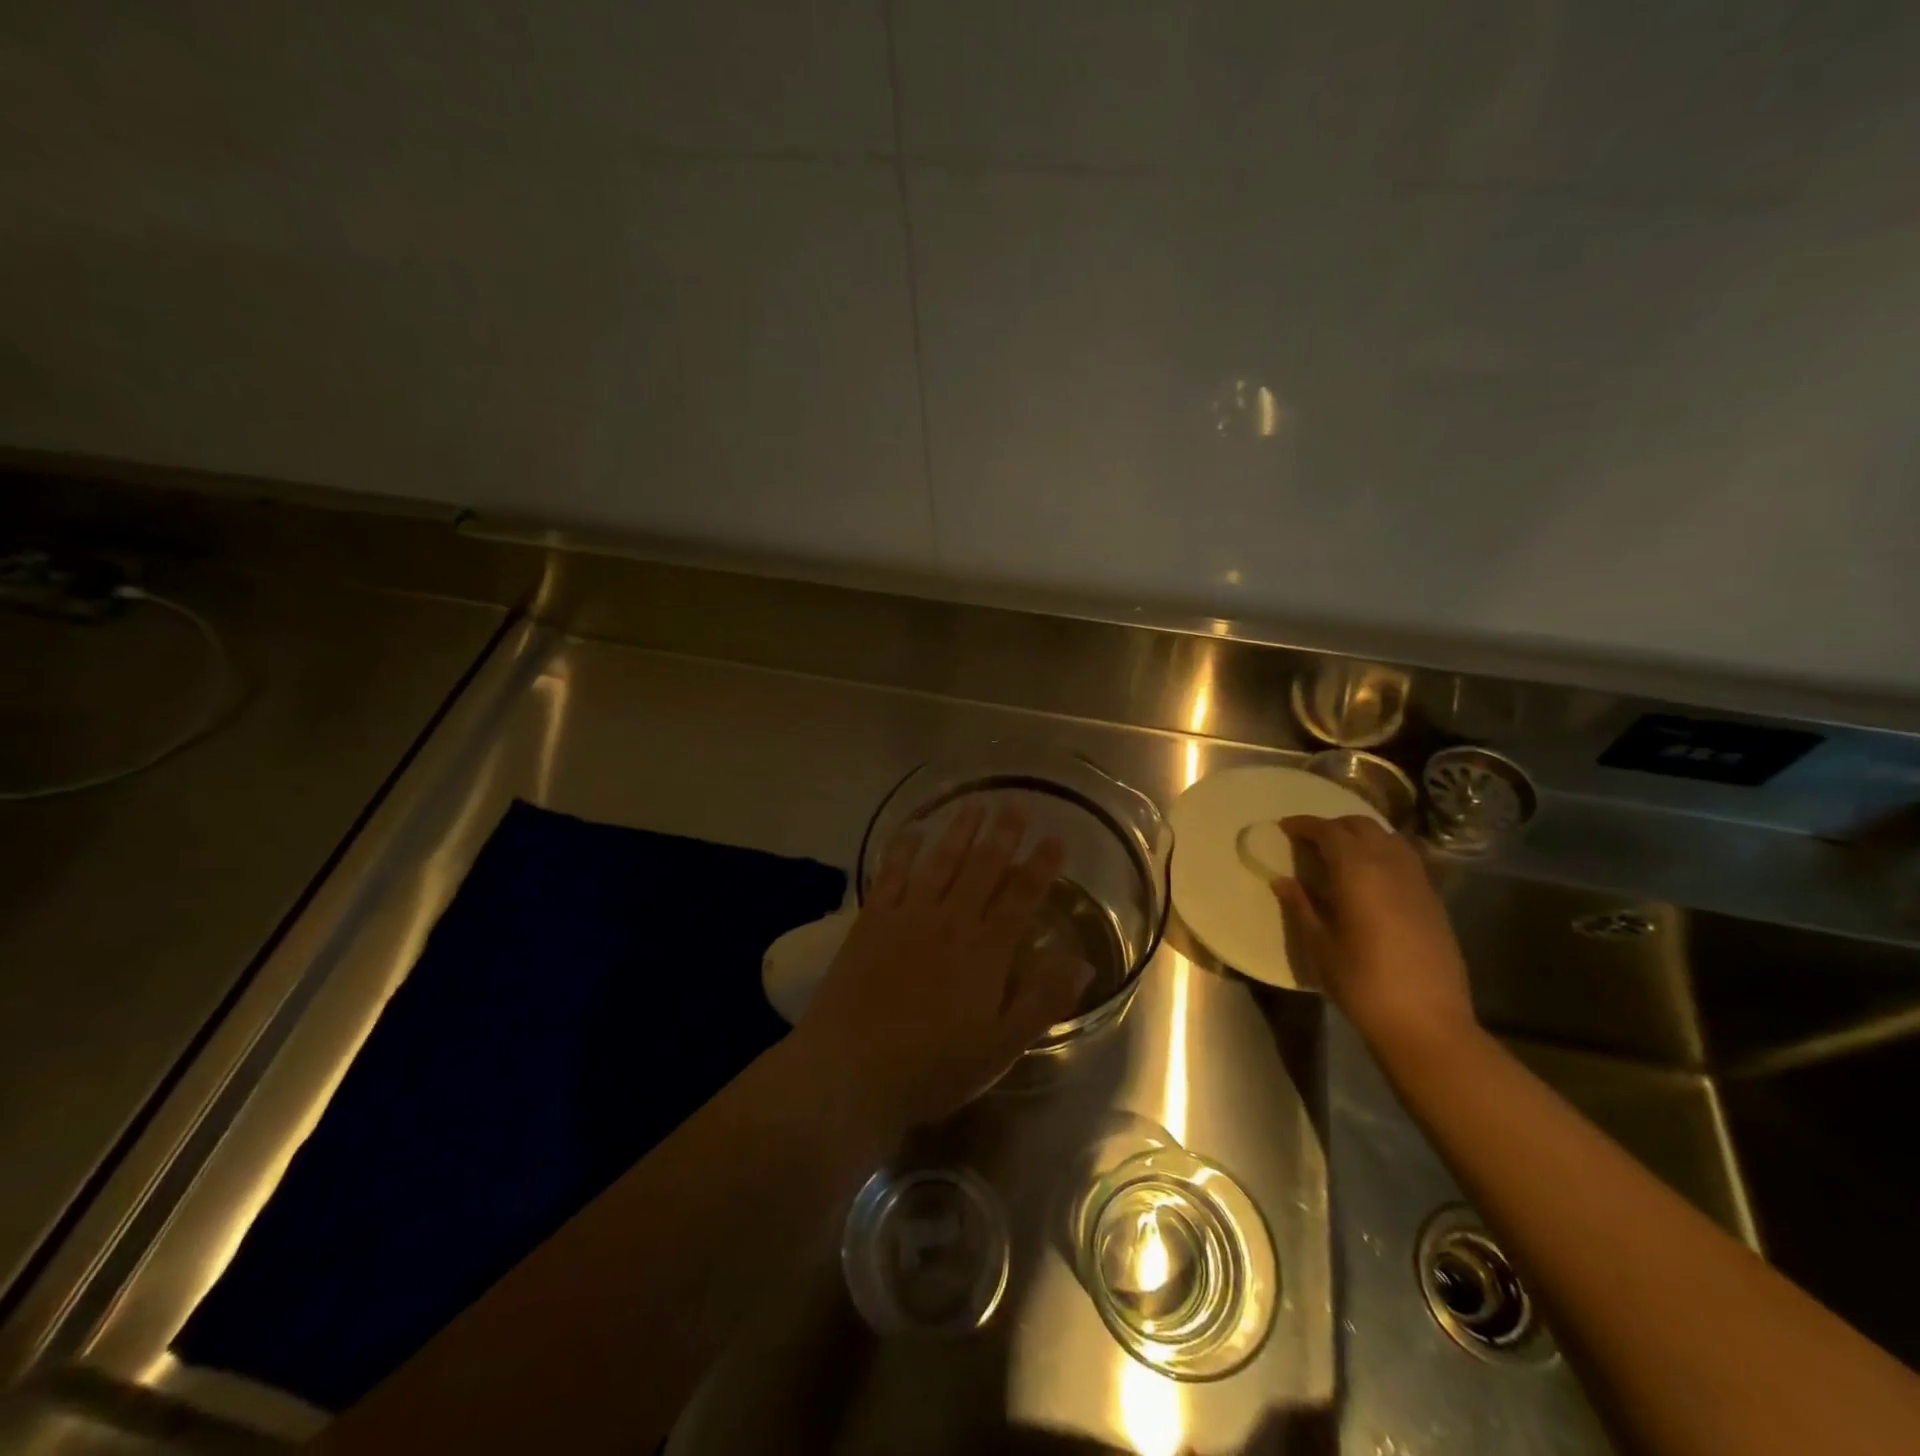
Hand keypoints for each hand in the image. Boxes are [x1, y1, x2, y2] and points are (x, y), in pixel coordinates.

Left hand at [796, 800, 1091, 1135]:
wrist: (850, 1070)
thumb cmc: (932, 1067)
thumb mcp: (1000, 1048)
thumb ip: (1042, 1002)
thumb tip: (1083, 962)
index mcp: (986, 951)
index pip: (1022, 897)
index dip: (1041, 865)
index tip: (1056, 836)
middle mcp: (950, 921)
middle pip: (982, 866)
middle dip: (1002, 833)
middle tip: (1015, 801)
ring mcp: (907, 915)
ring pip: (940, 860)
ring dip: (959, 829)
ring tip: (974, 802)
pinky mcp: (871, 920)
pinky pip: (891, 872)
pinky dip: (903, 847)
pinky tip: (912, 829)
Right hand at [1270, 815, 1476, 1054]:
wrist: (1427, 1023)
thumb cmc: (1362, 983)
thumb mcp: (1320, 945)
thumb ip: (1301, 906)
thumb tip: (1284, 881)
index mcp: (1358, 872)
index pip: (1329, 832)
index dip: (1305, 825)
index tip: (1284, 828)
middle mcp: (1391, 866)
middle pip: (1362, 826)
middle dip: (1333, 826)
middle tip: (1309, 840)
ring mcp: (1417, 882)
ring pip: (1388, 838)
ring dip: (1361, 836)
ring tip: (1339, 854)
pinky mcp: (1433, 900)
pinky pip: (1404, 859)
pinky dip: (1382, 853)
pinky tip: (1368, 877)